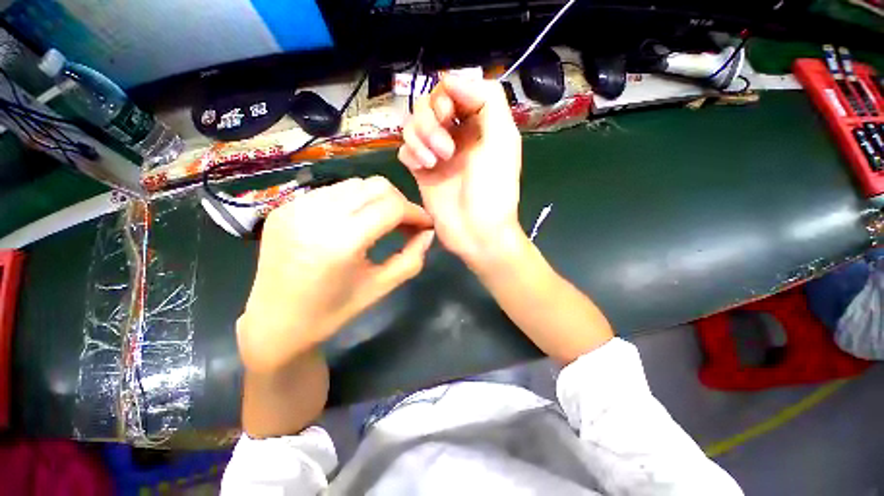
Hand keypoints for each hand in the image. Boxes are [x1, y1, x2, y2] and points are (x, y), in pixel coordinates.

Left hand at [236, 176, 433, 372]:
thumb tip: (428, 233)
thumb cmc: (332, 312)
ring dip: (377, 200)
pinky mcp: (285, 206)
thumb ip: (412, 258)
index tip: (425, 225)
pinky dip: (354, 201)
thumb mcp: (381, 287)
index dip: (415, 212)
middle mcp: (317, 215)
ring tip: (381, 222)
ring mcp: (296, 206)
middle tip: (405, 224)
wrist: (274, 322)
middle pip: (376, 186)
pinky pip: (333, 191)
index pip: (392, 207)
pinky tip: (354, 222)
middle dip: (399, 202)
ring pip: (356, 184)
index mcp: (341, 242)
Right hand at [398, 77, 523, 267]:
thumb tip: (454, 78)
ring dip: (420, 139)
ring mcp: (437, 154)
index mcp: (479, 125)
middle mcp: (457, 135)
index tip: (448, 114)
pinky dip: (410, 153)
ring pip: (413, 126)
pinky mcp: (422, 172)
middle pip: (429, 106)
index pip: (454, 91)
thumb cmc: (493, 190)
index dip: (446, 95)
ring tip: (435, 162)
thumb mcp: (503, 141)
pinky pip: (405, 150)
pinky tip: (423, 168)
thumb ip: (488, 101)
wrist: (477, 232)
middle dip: (431, 122)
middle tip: (446, 150)